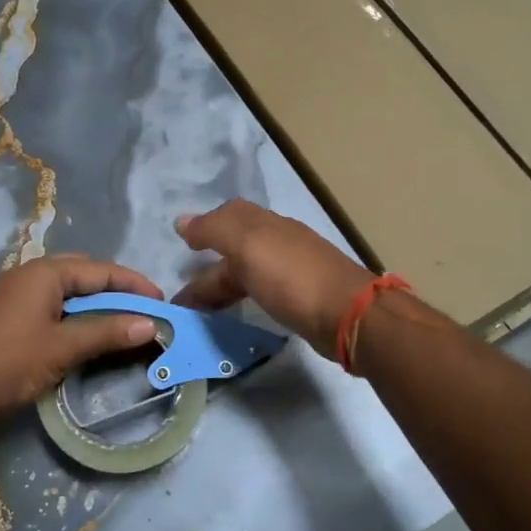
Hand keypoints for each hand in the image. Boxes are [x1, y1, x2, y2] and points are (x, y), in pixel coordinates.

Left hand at [0, 255, 163, 416]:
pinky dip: (72, 309)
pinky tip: (82, 327)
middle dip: (113, 287)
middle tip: (138, 307)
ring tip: (117, 318)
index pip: (99, 270)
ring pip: (64, 286)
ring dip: (92, 299)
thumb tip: (149, 325)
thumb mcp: (66, 346)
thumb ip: (108, 332)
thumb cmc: (15, 361)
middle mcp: (28, 272)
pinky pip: (49, 299)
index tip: (159, 300)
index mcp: (44, 272)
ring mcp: (13, 291)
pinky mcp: (6, 311)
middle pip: (82, 272)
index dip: (133, 284)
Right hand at [174, 200, 373, 359]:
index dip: (205, 227)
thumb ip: (214, 230)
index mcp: (265, 224)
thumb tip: (182, 221)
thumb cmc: (291, 277)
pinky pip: (260, 292)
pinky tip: (236, 312)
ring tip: (199, 311)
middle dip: (207, 268)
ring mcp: (292, 270)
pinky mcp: (301, 298)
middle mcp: (279, 241)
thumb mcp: (247, 245)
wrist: (347, 315)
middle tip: (182, 297)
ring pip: (247, 272)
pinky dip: (241, 298)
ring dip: (221, 287)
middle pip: (236, 247)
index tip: (183, 246)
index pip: (229, 215)